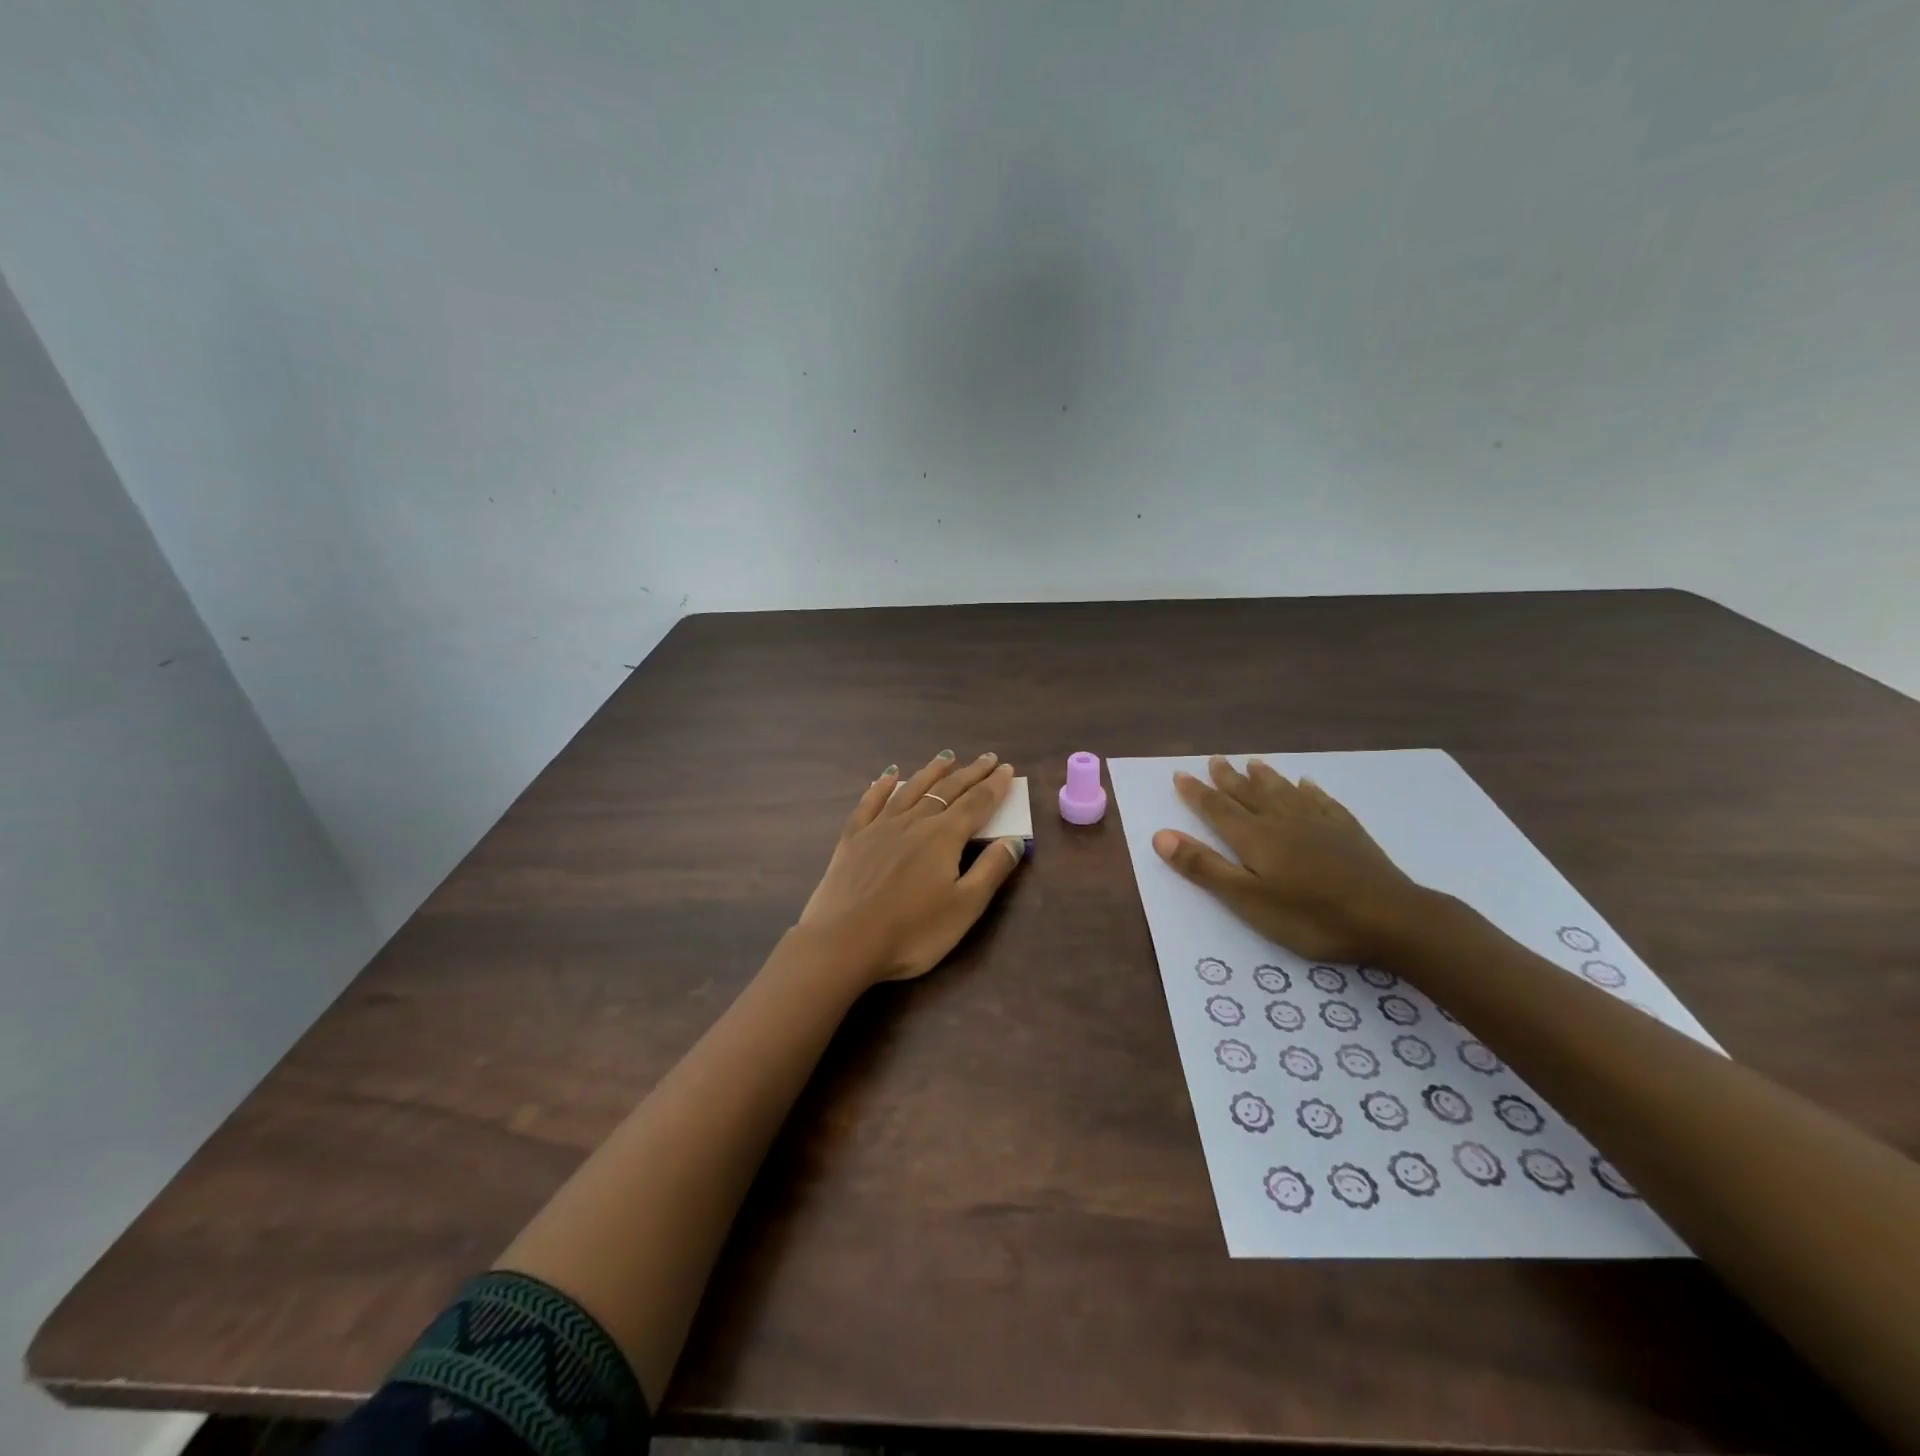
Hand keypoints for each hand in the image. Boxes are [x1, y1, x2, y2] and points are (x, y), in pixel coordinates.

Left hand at [798, 750, 1026, 983]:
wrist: (843, 942)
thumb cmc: (912, 932)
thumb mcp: (964, 907)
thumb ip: (991, 870)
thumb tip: (1015, 840)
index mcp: (944, 837)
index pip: (977, 803)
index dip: (994, 786)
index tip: (1006, 769)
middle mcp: (914, 822)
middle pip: (947, 791)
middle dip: (970, 773)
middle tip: (987, 758)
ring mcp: (880, 827)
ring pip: (911, 790)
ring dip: (931, 772)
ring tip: (946, 757)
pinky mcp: (853, 839)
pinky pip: (870, 802)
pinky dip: (882, 786)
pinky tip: (888, 775)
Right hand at [1153, 756, 1429, 965]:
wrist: (1391, 918)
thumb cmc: (1311, 916)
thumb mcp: (1247, 900)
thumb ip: (1204, 867)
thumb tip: (1160, 835)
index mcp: (1254, 838)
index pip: (1217, 808)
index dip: (1196, 792)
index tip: (1180, 774)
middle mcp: (1282, 821)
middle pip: (1249, 794)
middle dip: (1228, 778)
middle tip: (1215, 760)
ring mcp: (1319, 823)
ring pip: (1284, 792)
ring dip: (1265, 777)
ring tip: (1253, 762)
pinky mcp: (1348, 832)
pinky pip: (1322, 801)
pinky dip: (1309, 790)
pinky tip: (1307, 784)